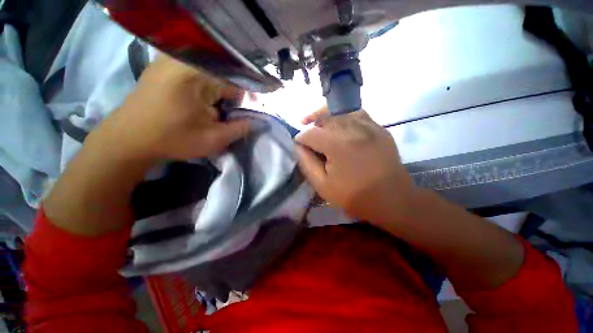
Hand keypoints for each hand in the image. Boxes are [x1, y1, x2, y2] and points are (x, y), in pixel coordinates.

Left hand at [96, 55, 250, 161]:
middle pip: (222, 75)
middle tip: (227, 115)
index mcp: (197, 74)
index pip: (237, 80)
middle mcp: (183, 59)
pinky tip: (199, 103)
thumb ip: (240, 129)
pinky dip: (203, 87)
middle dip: (230, 97)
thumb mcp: (214, 139)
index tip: (246, 113)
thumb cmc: (172, 139)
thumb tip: (257, 121)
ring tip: (213, 111)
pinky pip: (194, 72)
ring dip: (216, 93)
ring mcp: (170, 60)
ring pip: (209, 74)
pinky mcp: (163, 66)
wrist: (127, 140)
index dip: (247, 98)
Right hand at [295, 108, 416, 225]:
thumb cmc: (354, 196)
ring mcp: (370, 126)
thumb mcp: (323, 185)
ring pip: (341, 111)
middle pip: (325, 116)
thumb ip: (307, 163)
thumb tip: (298, 146)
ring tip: (321, 125)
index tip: (298, 144)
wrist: (392, 200)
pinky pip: (358, 114)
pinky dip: (345, 117)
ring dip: (328, 116)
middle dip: (312, 122)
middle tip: (308, 134)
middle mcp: (354, 129)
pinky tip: (342, 126)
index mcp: (338, 146)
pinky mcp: (380, 129)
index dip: (301, 138)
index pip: (311, 133)